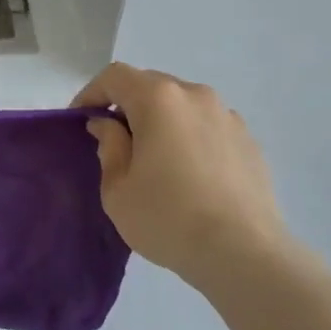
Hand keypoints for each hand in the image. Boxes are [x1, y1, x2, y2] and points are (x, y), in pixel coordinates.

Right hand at [73, 63, 293, 289]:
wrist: (243, 253)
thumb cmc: (167, 218)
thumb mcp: (118, 189)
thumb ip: (109, 146)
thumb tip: (109, 125)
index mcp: (159, 100)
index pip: (115, 76)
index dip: (91, 93)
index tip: (81, 121)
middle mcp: (196, 96)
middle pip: (151, 86)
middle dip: (127, 106)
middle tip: (115, 143)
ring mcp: (228, 116)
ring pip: (182, 106)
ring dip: (161, 122)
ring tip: (155, 161)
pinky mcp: (249, 141)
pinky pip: (208, 127)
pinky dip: (190, 138)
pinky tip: (189, 176)